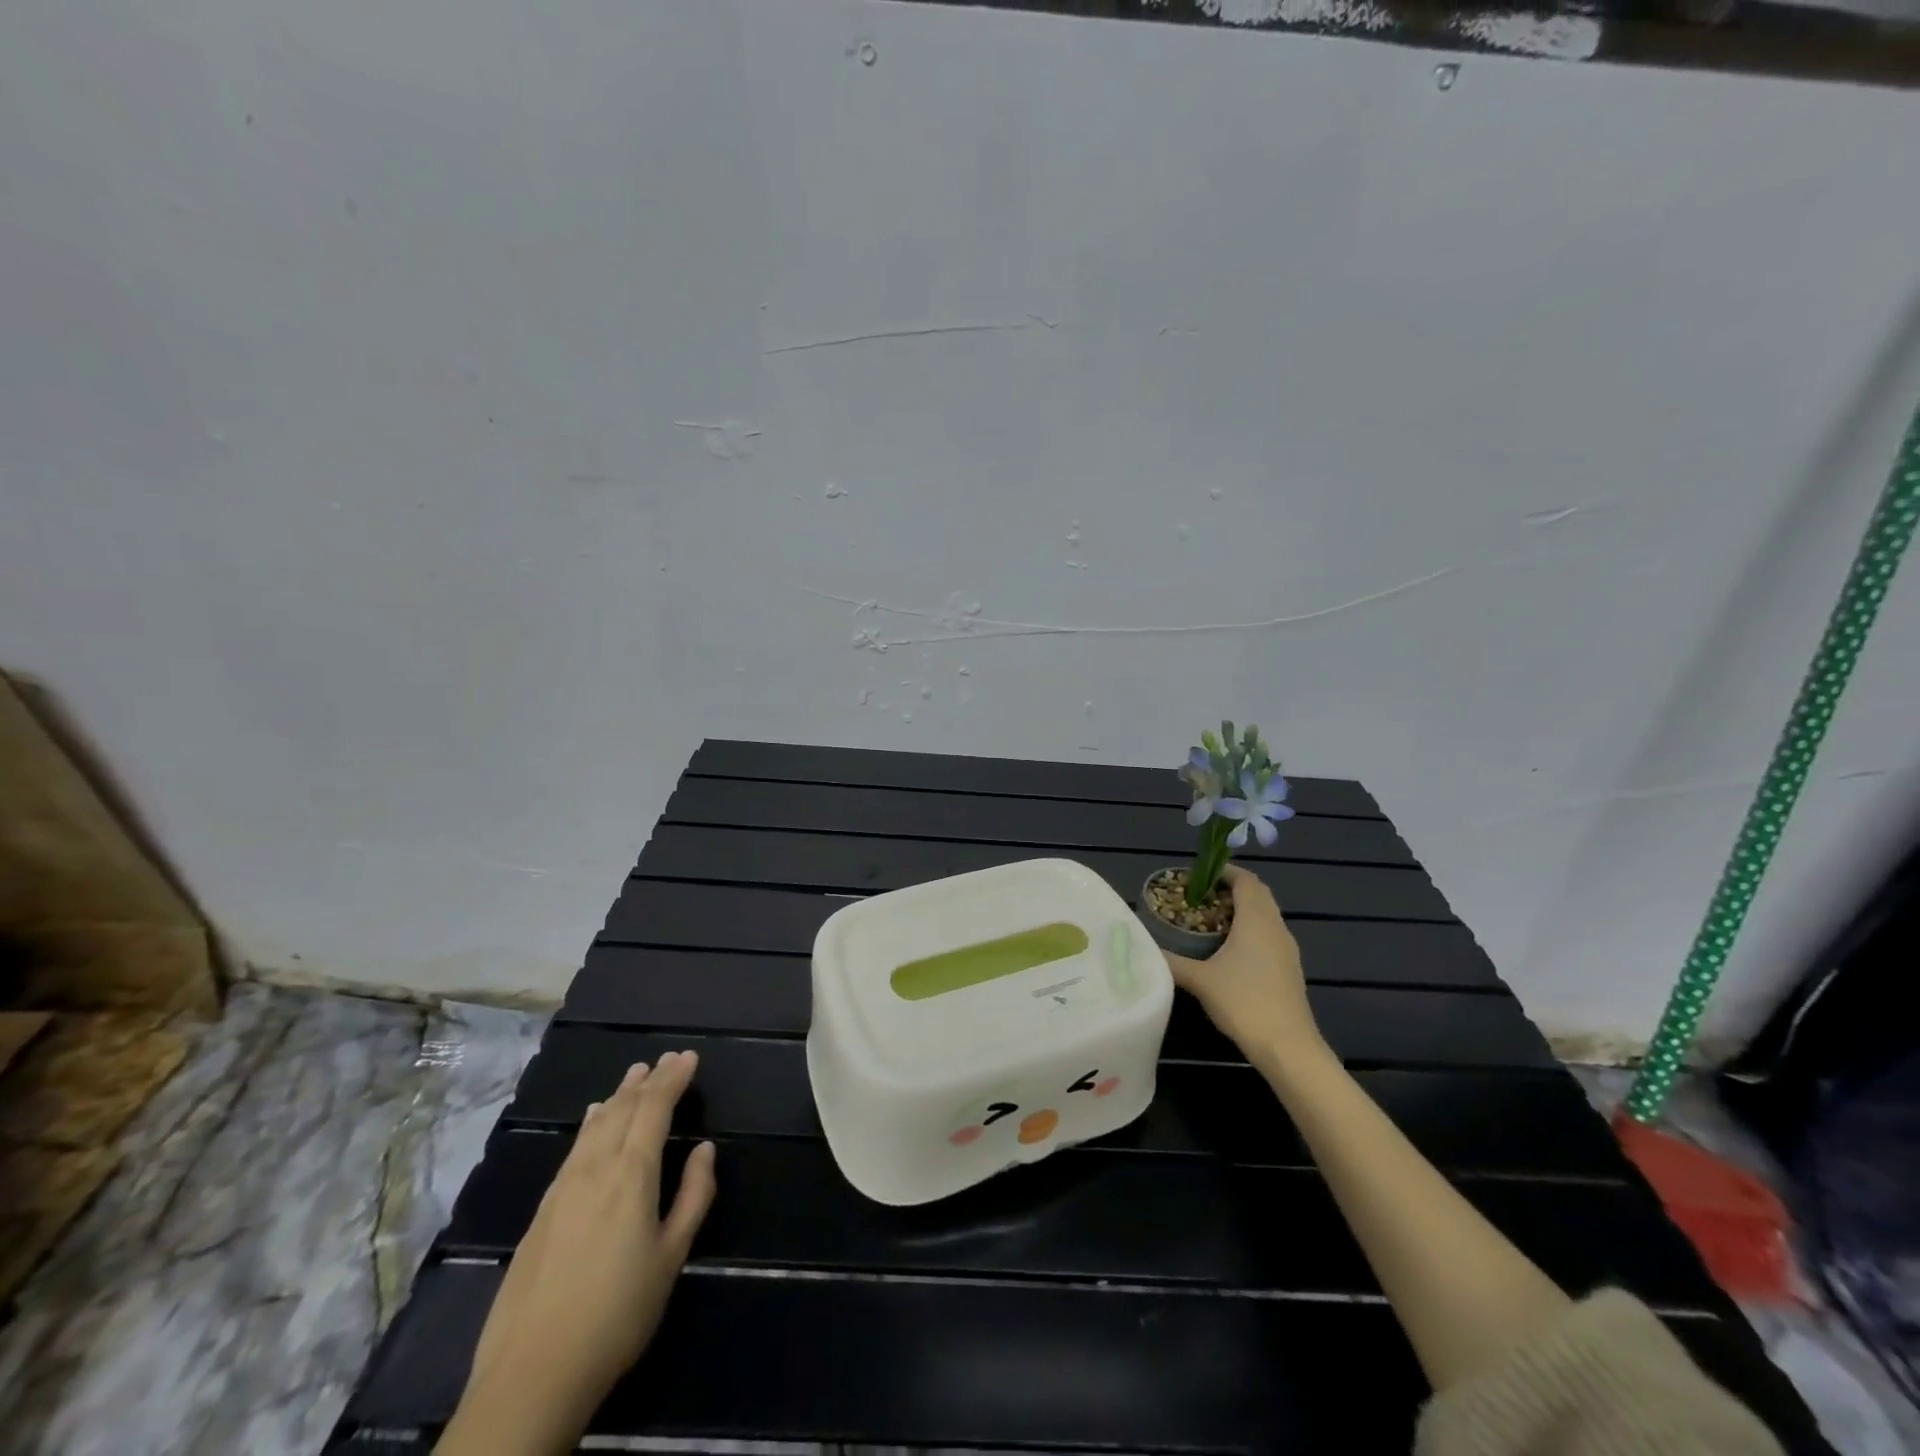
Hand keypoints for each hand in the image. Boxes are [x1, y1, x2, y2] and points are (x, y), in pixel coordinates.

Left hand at [439, 1051, 717, 1454]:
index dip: (673, 1079)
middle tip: (668, 1058)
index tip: (689, 1057)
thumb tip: (705, 1149)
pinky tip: (593, 1118)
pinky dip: (592, 1122)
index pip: (654, 1108)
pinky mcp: (541, 1210)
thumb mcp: (671, 1257)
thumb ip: (692, 1196)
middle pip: (623, 1109)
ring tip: (635, 1074)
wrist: (531, 1373)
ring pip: (595, 1124)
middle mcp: (595, 1168)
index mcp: (631, 1174)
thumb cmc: (617, 1314)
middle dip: (649, 1080)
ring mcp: (562, 1188)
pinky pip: (574, 1147)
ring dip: (619, 1095)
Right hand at [1162, 866, 1323, 1062]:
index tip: (1199, 876)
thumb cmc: (1244, 1002)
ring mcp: (1287, 950)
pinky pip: (1269, 935)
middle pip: (1257, 894)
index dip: (1224, 872)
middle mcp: (1276, 928)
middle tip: (1200, 897)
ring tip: (1210, 921)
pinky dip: (1250, 931)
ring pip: (1265, 916)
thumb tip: (1142, 947)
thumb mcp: (1199, 980)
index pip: (1246, 880)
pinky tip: (1229, 951)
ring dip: (1242, 910)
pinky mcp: (1289, 969)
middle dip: (1230, 889)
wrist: (1288, 1047)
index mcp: (1257, 920)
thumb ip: (1170, 960)